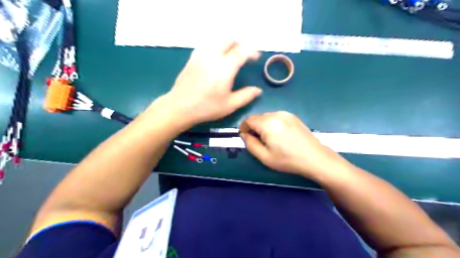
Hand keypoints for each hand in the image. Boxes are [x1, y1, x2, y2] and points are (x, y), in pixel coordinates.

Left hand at [165, 41, 261, 125]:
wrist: (179, 107)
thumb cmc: (206, 107)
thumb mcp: (229, 105)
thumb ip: (246, 96)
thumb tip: (258, 90)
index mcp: (224, 68)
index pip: (241, 51)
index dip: (252, 51)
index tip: (256, 57)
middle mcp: (213, 56)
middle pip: (229, 40)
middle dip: (240, 44)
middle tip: (245, 54)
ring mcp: (201, 55)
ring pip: (217, 39)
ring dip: (228, 43)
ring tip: (232, 53)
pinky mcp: (192, 57)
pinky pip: (207, 44)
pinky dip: (216, 44)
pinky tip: (217, 55)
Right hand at [241, 112, 348, 178]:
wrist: (315, 158)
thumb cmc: (288, 160)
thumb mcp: (264, 157)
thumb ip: (250, 144)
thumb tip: (244, 134)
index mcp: (268, 123)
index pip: (249, 120)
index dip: (244, 127)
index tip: (245, 137)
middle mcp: (276, 114)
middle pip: (258, 117)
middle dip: (253, 127)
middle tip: (257, 141)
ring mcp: (286, 114)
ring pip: (267, 116)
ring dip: (263, 125)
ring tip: (269, 139)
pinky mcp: (293, 116)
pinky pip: (276, 117)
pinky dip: (272, 123)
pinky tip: (279, 135)